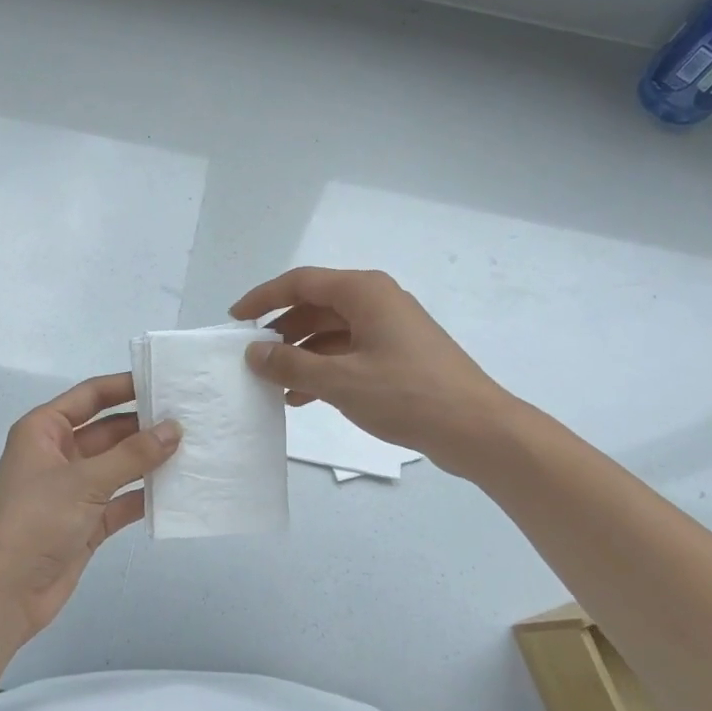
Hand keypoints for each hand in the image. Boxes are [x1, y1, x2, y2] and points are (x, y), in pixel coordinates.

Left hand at [0, 373, 179, 642]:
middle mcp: (59, 454)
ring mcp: (73, 490)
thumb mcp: (84, 481)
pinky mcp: (86, 522)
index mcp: (44, 430)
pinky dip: (145, 496)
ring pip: (119, 466)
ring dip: (150, 461)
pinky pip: (122, 500)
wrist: (1, 594)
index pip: (91, 396)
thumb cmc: (33, 521)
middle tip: (192, 418)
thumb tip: (175, 428)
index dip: (126, 386)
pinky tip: (178, 490)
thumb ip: (133, 454)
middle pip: (109, 430)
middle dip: (146, 426)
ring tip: (195, 450)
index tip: (166, 381)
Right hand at [231, 267, 513, 474]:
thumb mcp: (340, 380)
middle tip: (252, 357)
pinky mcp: (398, 355)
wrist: (476, 428)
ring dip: (301, 355)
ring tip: (273, 383)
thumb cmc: (407, 395)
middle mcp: (376, 301)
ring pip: (331, 332)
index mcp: (364, 292)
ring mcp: (390, 329)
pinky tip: (303, 397)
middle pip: (316, 306)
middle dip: (281, 331)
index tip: (235, 319)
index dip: (263, 298)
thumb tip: (253, 352)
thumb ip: (290, 364)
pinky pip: (349, 352)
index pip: (301, 282)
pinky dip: (324, 369)